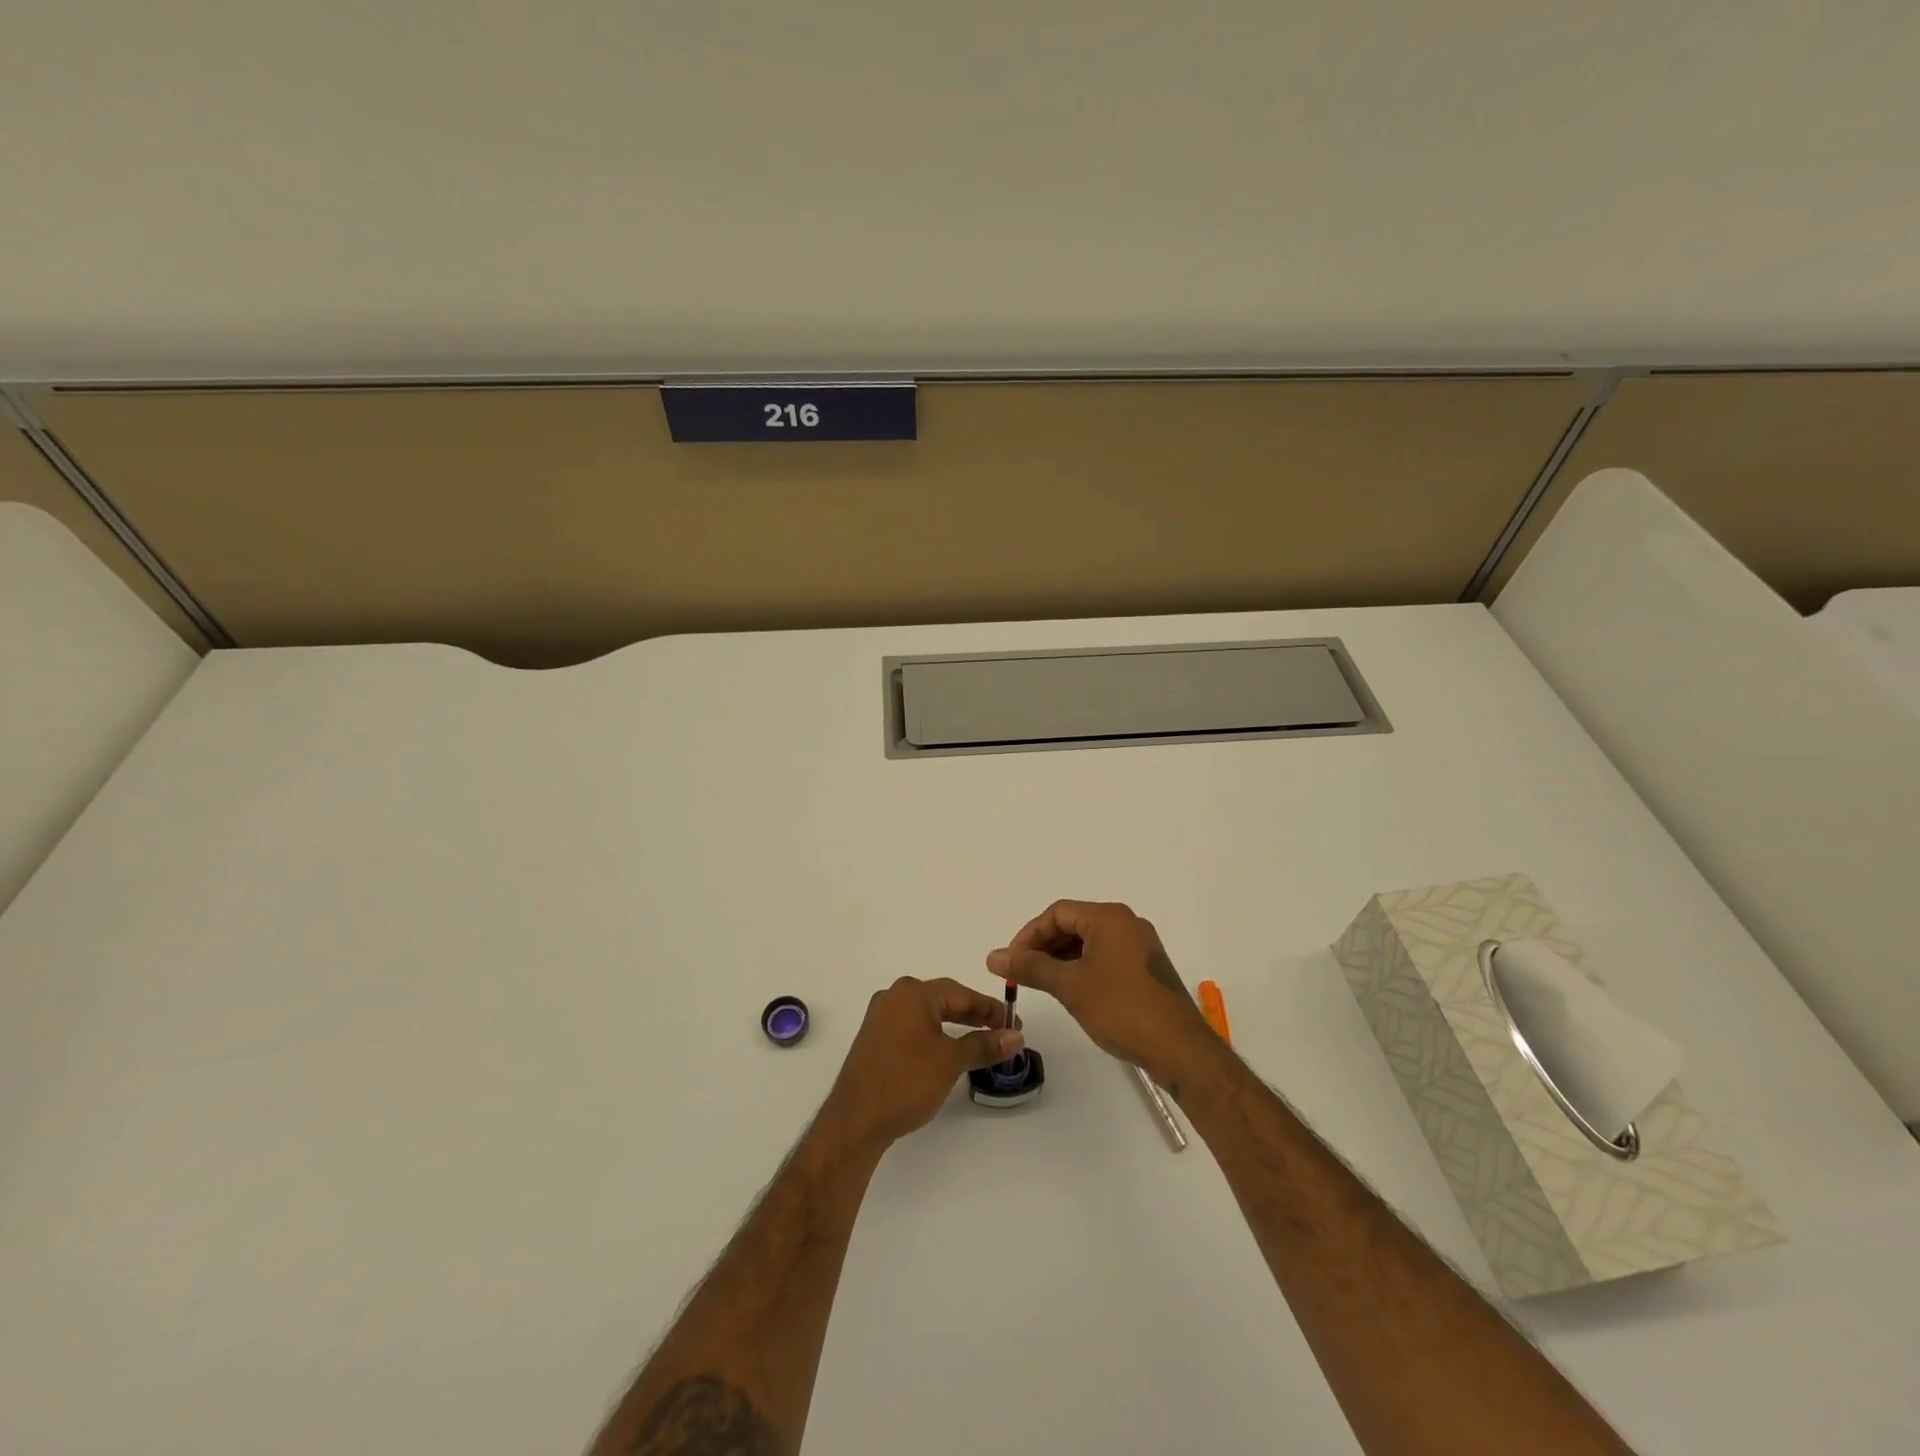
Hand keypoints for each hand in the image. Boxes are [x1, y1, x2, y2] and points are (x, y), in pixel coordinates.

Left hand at [821, 976, 1023, 1150]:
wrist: (856, 1120)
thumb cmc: (906, 1081)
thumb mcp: (951, 1061)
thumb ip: (984, 1044)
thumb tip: (1016, 1036)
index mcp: (912, 993)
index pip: (961, 993)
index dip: (990, 1008)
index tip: (1014, 1022)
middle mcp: (894, 997)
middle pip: (943, 1000)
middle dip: (974, 1015)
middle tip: (1002, 1031)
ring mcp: (880, 1018)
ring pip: (928, 1015)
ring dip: (955, 1026)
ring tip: (980, 1041)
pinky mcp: (874, 1040)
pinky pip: (913, 1028)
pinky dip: (935, 1036)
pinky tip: (947, 1051)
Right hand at [987, 900, 1213, 1087]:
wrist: (1180, 1050)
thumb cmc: (1122, 1009)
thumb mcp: (1070, 986)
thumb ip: (1031, 967)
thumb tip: (994, 956)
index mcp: (1109, 917)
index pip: (1058, 913)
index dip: (1029, 934)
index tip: (1010, 961)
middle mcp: (1127, 924)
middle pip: (1074, 924)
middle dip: (1043, 946)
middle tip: (1020, 973)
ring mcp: (1140, 947)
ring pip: (1090, 943)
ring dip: (1062, 959)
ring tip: (1041, 984)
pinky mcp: (1146, 970)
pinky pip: (1106, 958)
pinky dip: (1083, 969)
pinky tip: (1071, 992)